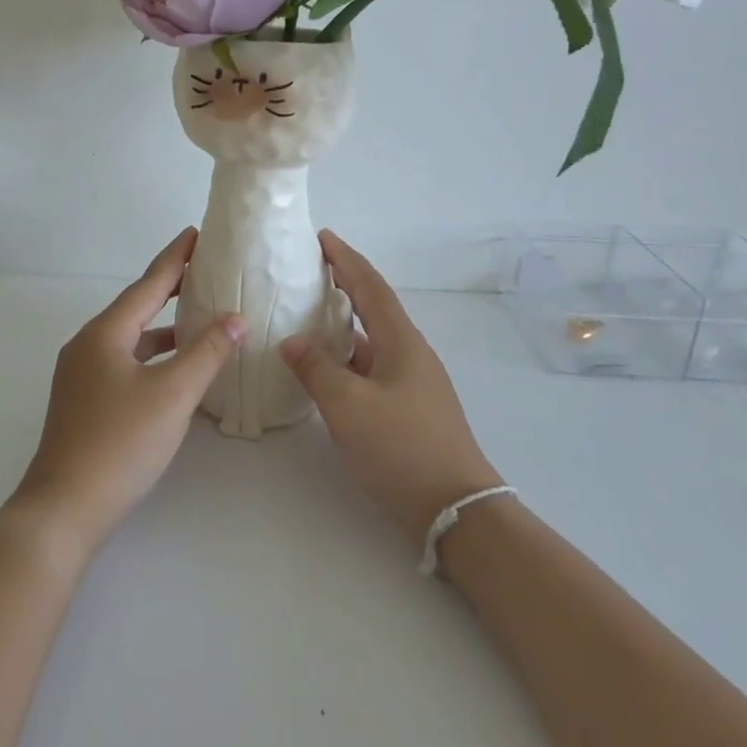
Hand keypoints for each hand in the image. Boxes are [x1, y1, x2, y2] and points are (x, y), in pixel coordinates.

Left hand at [13, 228, 245, 551]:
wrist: (63, 508)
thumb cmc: (120, 443)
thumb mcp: (172, 395)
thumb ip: (205, 353)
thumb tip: (234, 318)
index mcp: (105, 334)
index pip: (147, 284)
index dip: (175, 258)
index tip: (196, 234)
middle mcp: (88, 345)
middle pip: (136, 307)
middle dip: (169, 288)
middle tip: (203, 271)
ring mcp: (82, 375)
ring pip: (130, 338)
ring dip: (163, 326)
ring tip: (197, 317)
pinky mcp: (84, 402)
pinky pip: (125, 362)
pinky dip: (152, 356)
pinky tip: (174, 370)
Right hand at [281, 230, 502, 546]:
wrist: (455, 509)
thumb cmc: (402, 447)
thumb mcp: (348, 406)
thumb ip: (316, 369)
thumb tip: (291, 341)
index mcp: (401, 342)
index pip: (370, 286)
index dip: (346, 259)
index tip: (321, 237)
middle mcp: (409, 354)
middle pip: (373, 307)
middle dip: (343, 285)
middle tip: (308, 272)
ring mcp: (410, 383)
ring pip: (369, 341)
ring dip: (341, 325)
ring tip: (305, 316)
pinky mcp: (406, 409)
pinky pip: (369, 369)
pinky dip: (344, 359)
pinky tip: (322, 369)